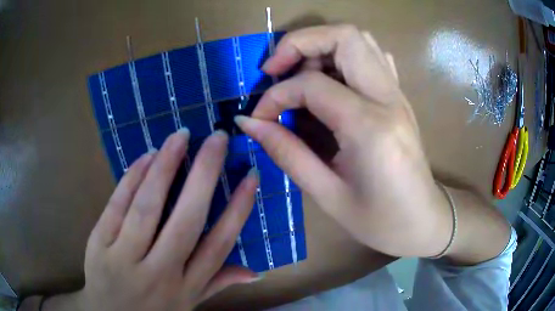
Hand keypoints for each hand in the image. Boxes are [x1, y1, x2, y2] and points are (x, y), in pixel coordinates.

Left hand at [38, 130, 259, 310]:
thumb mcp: (188, 305)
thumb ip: (217, 284)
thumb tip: (256, 273)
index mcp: (186, 287)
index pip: (218, 245)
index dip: (237, 209)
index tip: (250, 175)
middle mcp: (160, 273)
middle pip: (186, 221)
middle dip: (204, 174)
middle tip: (218, 138)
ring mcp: (125, 258)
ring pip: (147, 208)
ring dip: (164, 167)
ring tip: (180, 137)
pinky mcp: (99, 245)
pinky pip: (116, 207)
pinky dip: (131, 178)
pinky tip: (145, 157)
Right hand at [235, 25, 452, 257]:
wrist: (424, 222)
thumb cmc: (381, 222)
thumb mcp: (328, 195)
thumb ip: (286, 152)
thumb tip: (248, 123)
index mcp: (370, 127)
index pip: (312, 85)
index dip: (276, 96)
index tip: (259, 118)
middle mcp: (388, 98)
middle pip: (344, 36)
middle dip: (300, 43)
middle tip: (275, 71)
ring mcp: (398, 94)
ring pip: (359, 40)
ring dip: (321, 46)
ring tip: (299, 75)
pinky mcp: (399, 97)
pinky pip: (373, 56)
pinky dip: (344, 55)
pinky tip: (331, 81)